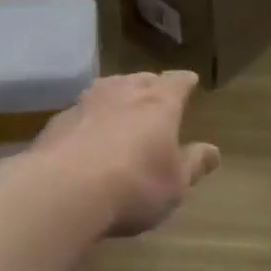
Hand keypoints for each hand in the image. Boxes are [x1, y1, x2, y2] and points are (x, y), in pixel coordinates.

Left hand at [33, 72, 220, 236]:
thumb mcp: (175, 184)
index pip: (177, 82)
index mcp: (158, 104)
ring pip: (107, 88)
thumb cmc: (133, 186)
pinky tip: (87, 133)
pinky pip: (81, 111)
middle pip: (140, 79)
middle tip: (155, 92)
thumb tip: (213, 150)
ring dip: (117, 94)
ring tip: (121, 104)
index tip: (190, 80)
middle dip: (150, 85)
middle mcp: (123, 93)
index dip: (184, 82)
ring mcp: (86, 103)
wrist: (62, 190)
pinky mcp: (57, 121)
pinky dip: (89, 117)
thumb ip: (194, 164)